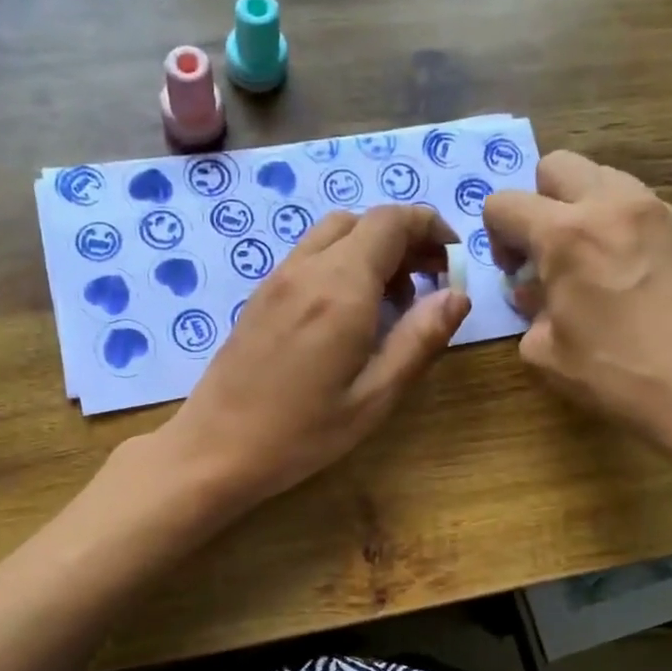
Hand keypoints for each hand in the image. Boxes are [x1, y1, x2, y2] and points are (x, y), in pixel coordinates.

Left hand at [158, 206, 470, 507]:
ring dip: (372, 249)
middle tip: (428, 282)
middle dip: (405, 239)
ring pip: (334, 234)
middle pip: (364, 221)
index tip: (453, 259)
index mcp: (341, 288)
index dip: (430, 227)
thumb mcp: (374, 397)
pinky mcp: (261, 295)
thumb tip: (457, 295)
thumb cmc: (301, 433)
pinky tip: (349, 312)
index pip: (392, 222)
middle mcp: (308, 269)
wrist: (214, 448)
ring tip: (392, 299)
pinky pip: (310, 256)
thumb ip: (419, 340)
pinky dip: (342, 262)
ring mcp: (278, 279)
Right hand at [483, 150, 671, 458]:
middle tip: (547, 250)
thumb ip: (528, 307)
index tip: (514, 270)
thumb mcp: (545, 352)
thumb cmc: (618, 376)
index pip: (505, 203)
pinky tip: (628, 271)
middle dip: (538, 202)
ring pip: (602, 176)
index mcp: (566, 235)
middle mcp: (612, 205)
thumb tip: (534, 290)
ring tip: (590, 259)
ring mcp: (658, 210)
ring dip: (581, 207)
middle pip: (555, 166)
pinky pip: (638, 204)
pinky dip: (619, 224)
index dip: (496, 235)